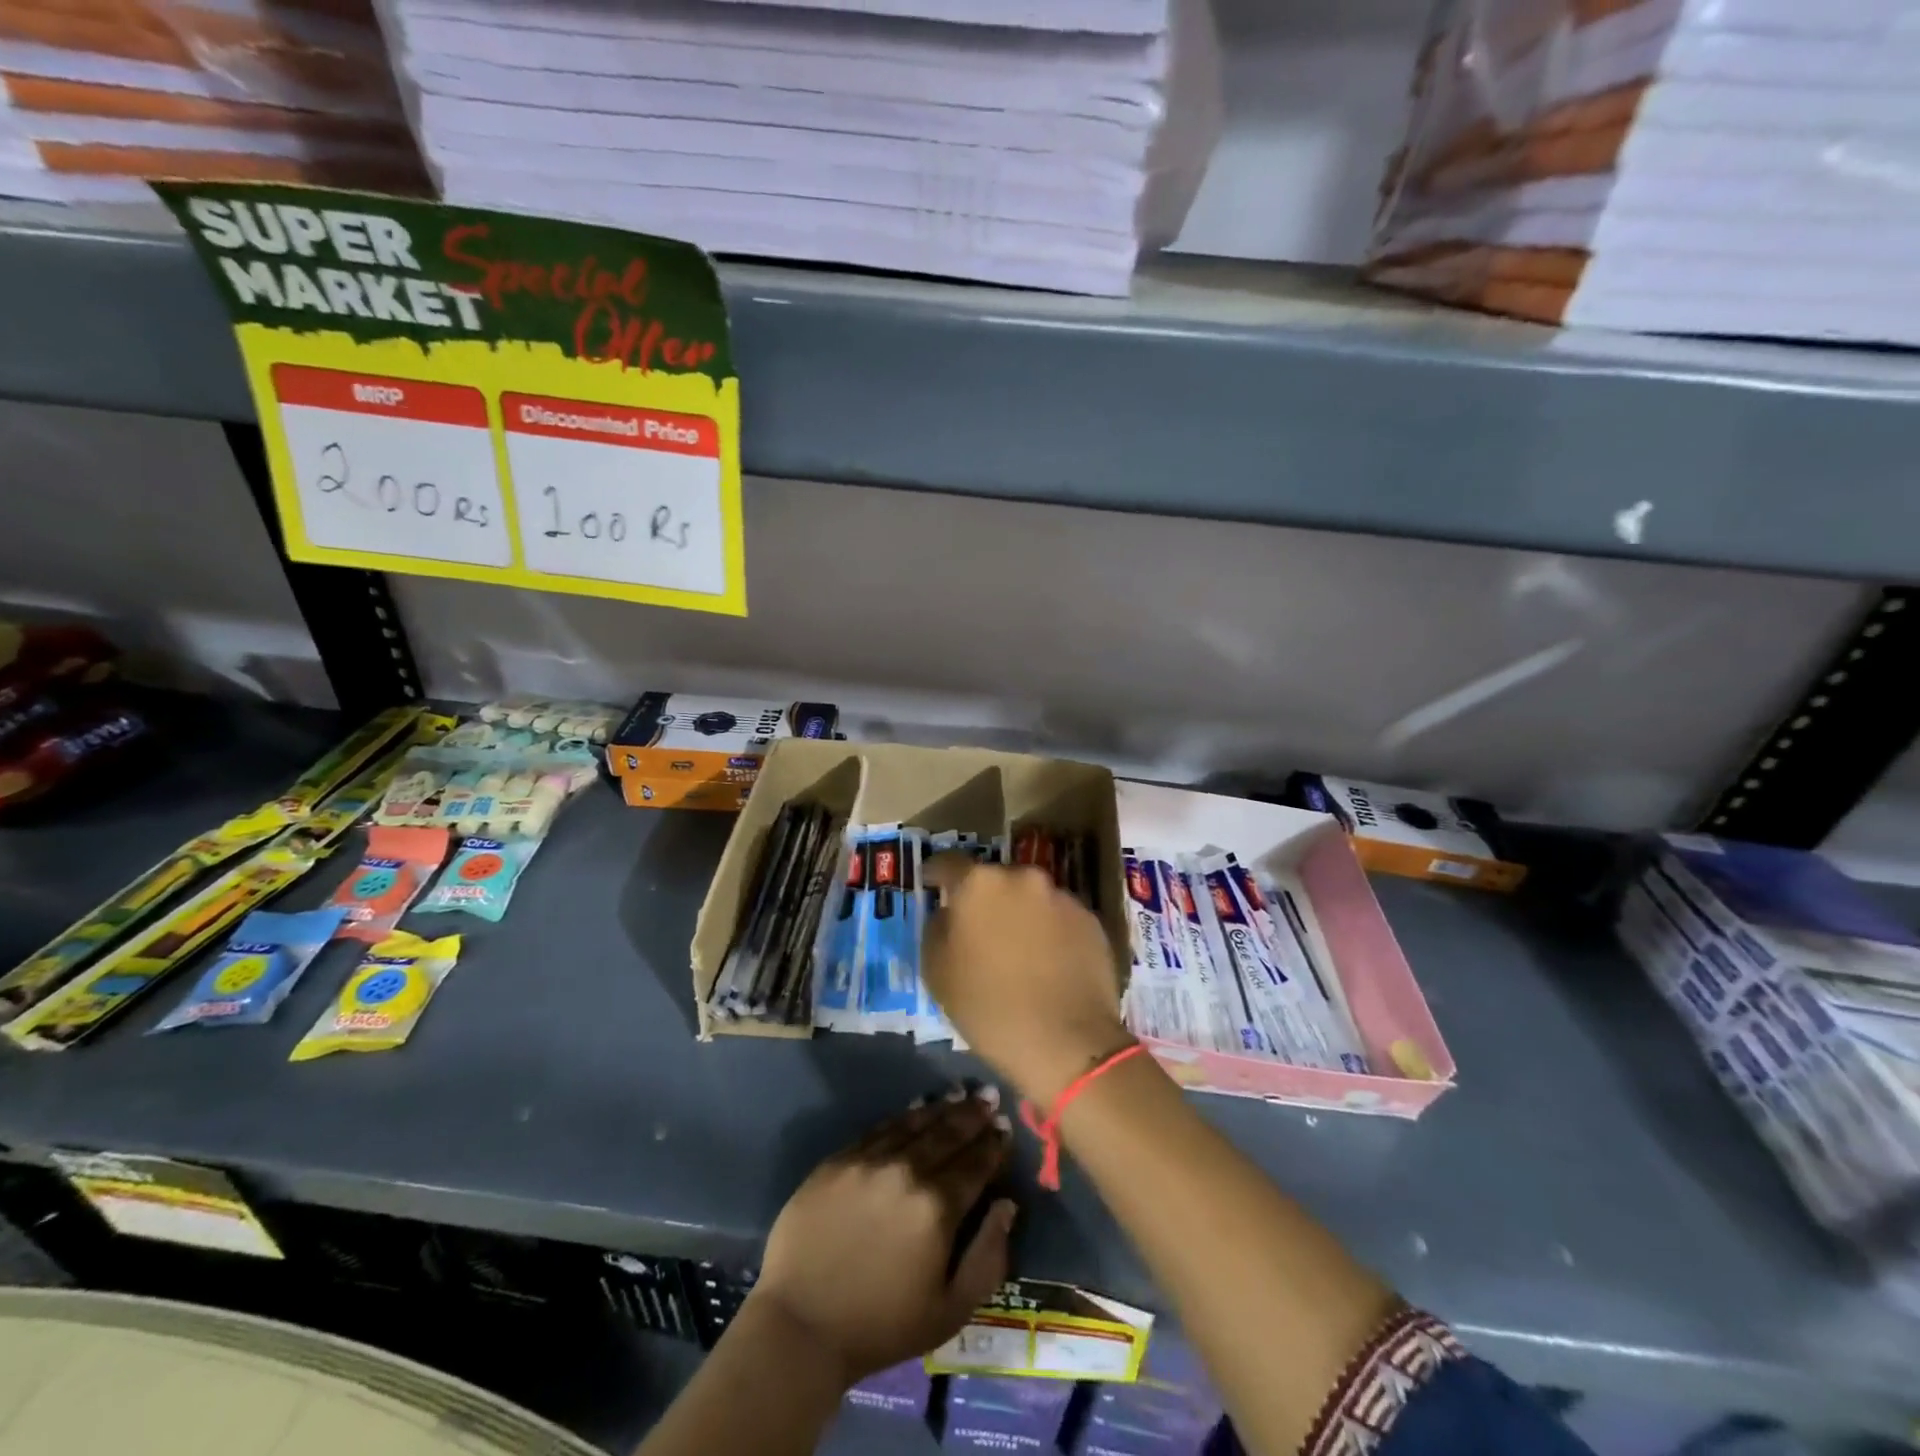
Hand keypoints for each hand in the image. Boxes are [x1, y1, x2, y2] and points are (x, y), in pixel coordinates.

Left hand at [749, 1089, 1015, 1384]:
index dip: (993, 1144)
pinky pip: (880, 1128)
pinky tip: (916, 1108)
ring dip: (941, 1107)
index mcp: (937, 1208)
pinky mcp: (839, 1159)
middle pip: (947, 1133)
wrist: (801, 1326)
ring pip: (914, 1123)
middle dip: (972, 1114)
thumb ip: (988, 1257)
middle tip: (988, 1095)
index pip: (975, 1164)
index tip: (1004, 1126)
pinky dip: (904, 1116)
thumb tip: (1006, 1205)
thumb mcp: (950, 1311)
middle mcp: (906, 1172)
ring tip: (958, 1093)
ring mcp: (870, 1161)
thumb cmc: (881, 1326)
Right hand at [921, 856, 1132, 1104]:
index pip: (949, 863)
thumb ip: (937, 929)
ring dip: (1021, 915)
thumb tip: (949, 914)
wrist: (1066, 1042)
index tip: (932, 884)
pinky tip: (1049, 965)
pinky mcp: (1091, 920)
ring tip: (1019, 953)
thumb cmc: (988, 1007)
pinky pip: (1059, 919)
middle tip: (980, 931)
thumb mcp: (937, 972)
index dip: (937, 874)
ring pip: (1031, 898)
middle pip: (995, 880)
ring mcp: (1062, 897)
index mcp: (979, 884)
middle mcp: (1023, 877)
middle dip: (985, 900)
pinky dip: (1050, 932)